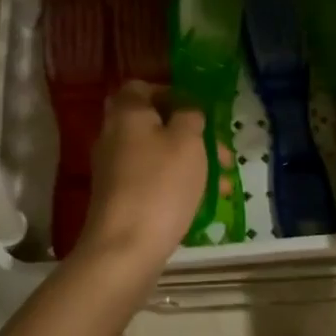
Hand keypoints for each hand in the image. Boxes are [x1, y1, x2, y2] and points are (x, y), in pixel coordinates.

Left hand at [73, 82, 207, 274]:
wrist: (124, 248)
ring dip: (189, 163)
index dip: (170, 93)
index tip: (197, 109)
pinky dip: (175, 185)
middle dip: (189, 135)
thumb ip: (190, 117)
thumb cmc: (160, 185)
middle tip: (218, 151)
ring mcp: (113, 169)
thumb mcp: (187, 142)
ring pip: (156, 155)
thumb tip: (187, 112)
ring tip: (222, 184)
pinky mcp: (118, 198)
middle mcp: (113, 136)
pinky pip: (151, 180)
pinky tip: (202, 203)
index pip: (141, 87)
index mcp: (127, 113)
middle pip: (153, 123)